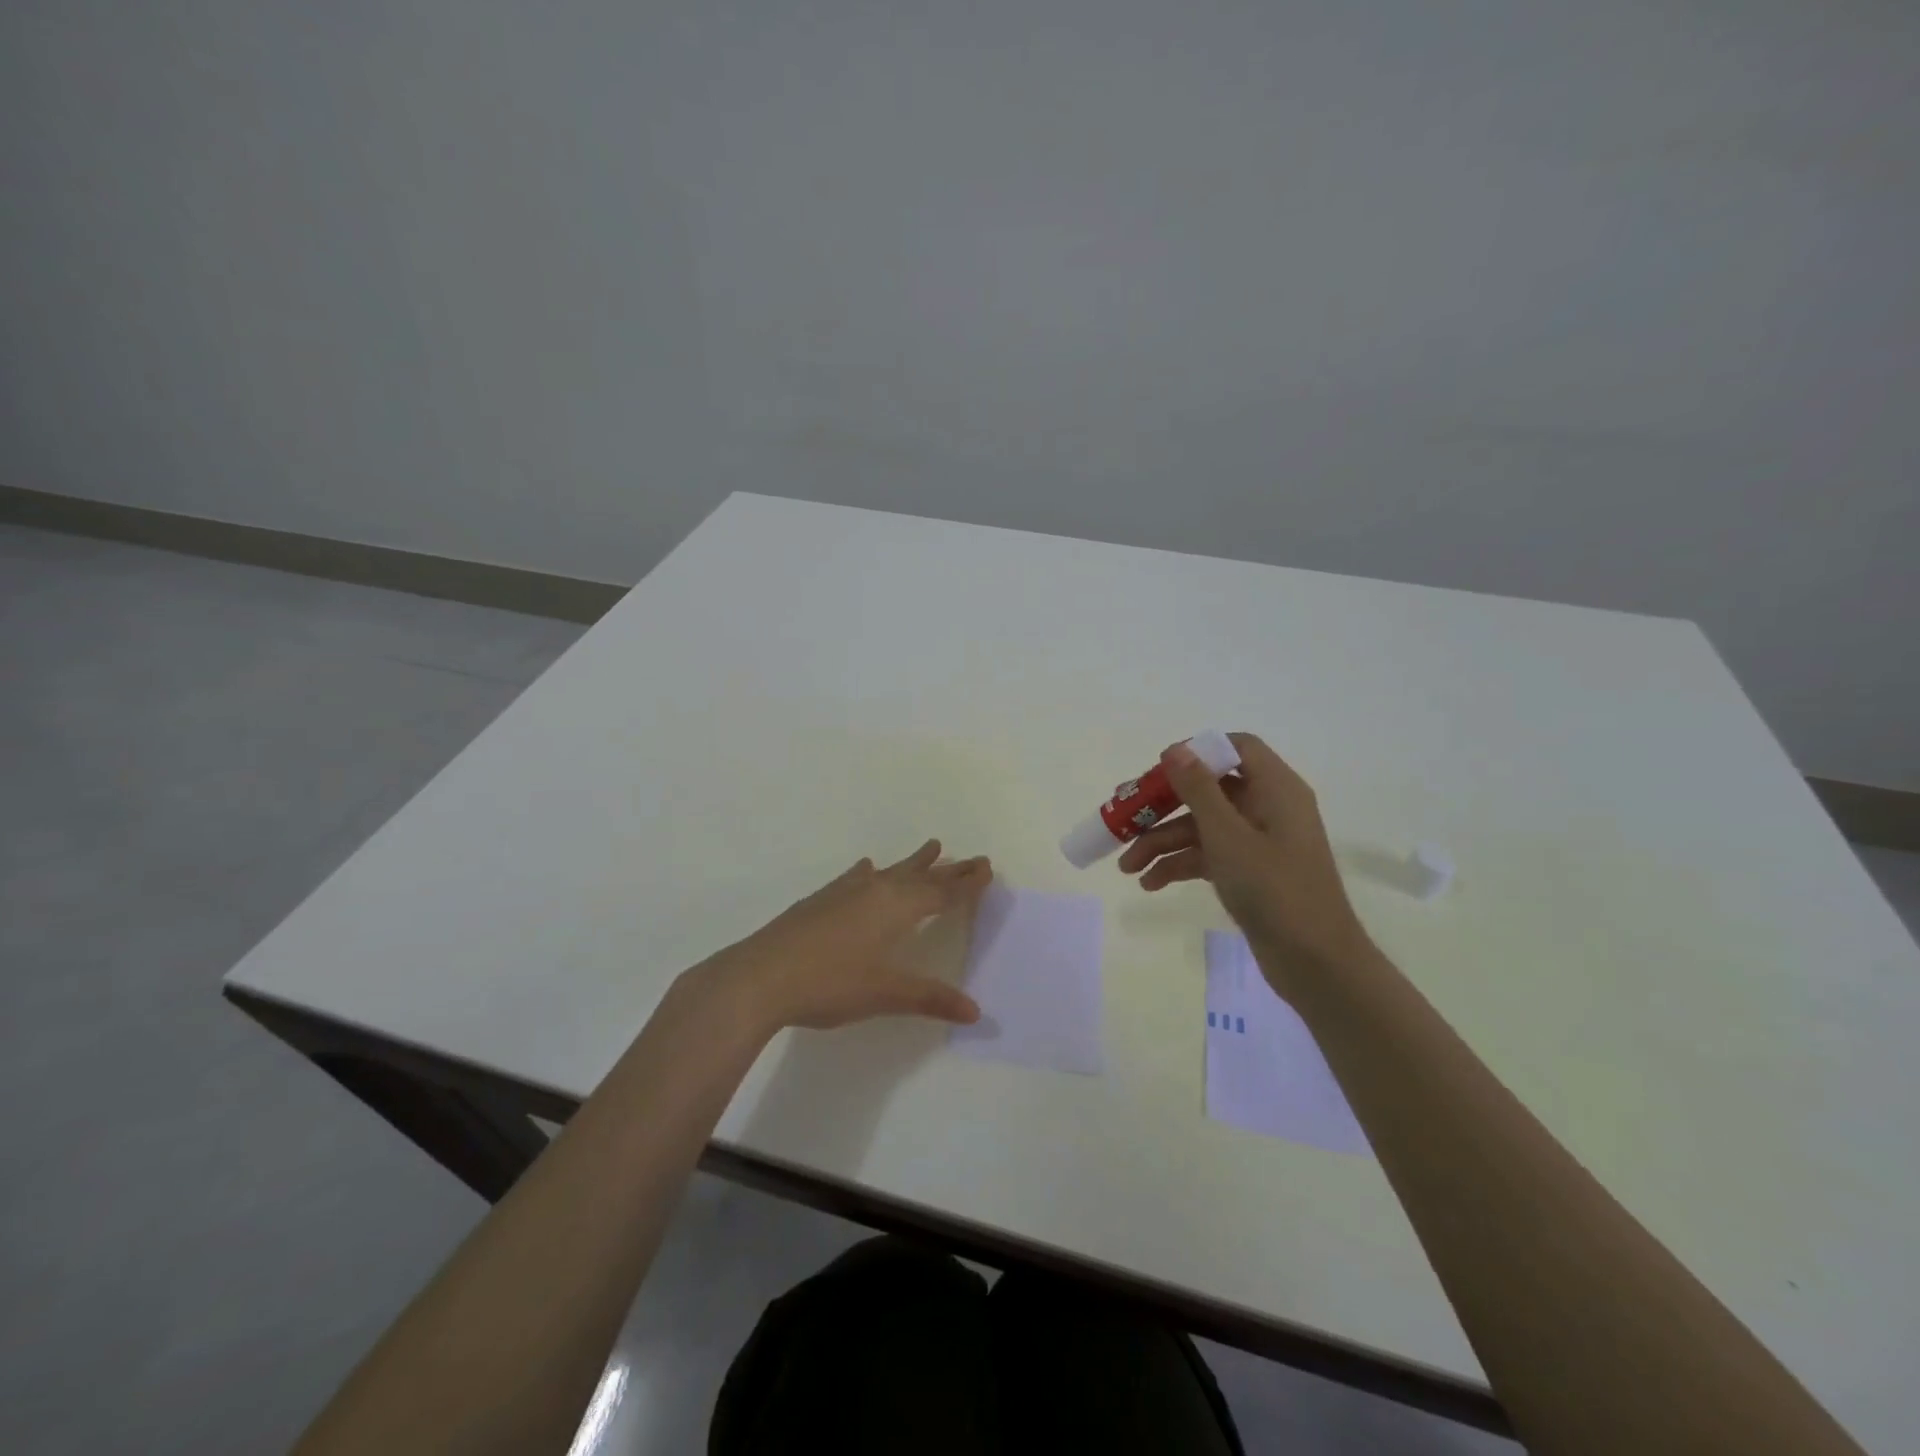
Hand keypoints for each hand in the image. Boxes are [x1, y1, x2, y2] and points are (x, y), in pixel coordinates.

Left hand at [702, 840, 991, 1034]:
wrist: (760, 976)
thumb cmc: (830, 983)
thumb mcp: (886, 993)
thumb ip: (930, 998)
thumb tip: (975, 1011)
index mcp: (896, 908)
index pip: (940, 892)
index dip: (965, 883)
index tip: (986, 866)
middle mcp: (874, 891)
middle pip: (920, 876)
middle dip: (949, 869)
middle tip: (973, 857)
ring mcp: (844, 892)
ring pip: (890, 871)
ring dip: (913, 862)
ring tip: (933, 845)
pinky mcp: (820, 900)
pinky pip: (856, 877)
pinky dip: (869, 871)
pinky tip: (865, 866)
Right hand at [1117, 733, 1373, 992]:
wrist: (1316, 964)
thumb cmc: (1275, 889)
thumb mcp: (1227, 835)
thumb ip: (1198, 789)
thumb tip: (1175, 749)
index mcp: (1275, 789)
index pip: (1237, 748)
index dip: (1197, 751)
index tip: (1159, 768)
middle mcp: (1268, 808)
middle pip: (1209, 790)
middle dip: (1163, 807)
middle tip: (1124, 818)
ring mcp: (1258, 842)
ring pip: (1201, 827)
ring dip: (1163, 842)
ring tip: (1127, 867)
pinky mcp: (1250, 872)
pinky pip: (1208, 855)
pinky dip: (1179, 865)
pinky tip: (1149, 883)